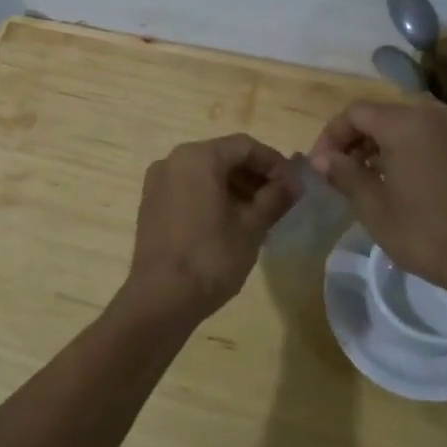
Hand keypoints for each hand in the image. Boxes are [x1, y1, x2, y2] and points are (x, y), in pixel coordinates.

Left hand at [126, 134, 299, 320]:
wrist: (161, 299)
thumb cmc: (211, 257)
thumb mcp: (251, 227)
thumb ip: (275, 198)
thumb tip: (295, 183)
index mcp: (197, 157)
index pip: (245, 146)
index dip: (274, 163)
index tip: (294, 186)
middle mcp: (173, 161)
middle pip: (223, 157)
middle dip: (255, 175)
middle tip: (280, 200)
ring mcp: (157, 183)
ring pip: (205, 174)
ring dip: (235, 187)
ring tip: (260, 214)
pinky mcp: (151, 205)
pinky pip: (188, 189)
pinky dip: (213, 197)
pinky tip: (232, 222)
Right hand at [309, 99, 446, 294]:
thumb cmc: (423, 232)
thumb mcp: (372, 206)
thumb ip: (343, 173)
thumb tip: (320, 158)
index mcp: (405, 122)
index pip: (356, 113)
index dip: (332, 135)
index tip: (323, 165)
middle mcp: (436, 113)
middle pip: (386, 113)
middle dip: (360, 137)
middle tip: (345, 169)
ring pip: (414, 122)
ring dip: (389, 141)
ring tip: (376, 174)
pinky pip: (440, 134)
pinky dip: (419, 146)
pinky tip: (414, 176)